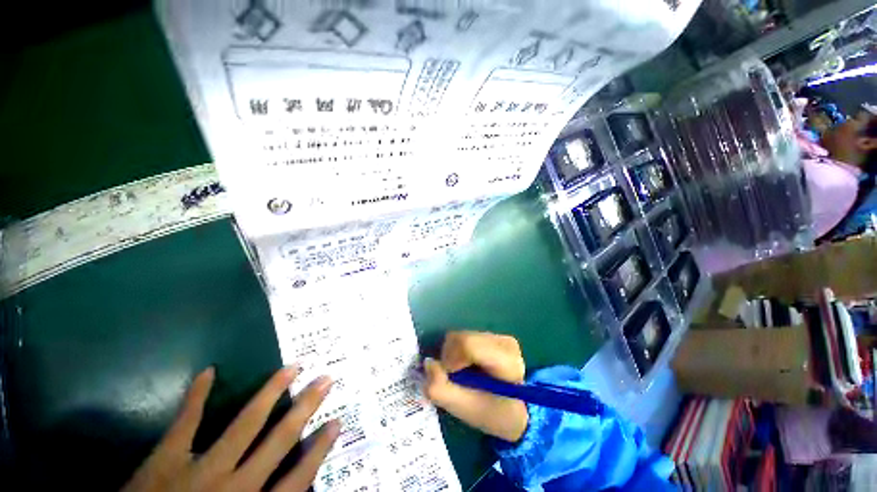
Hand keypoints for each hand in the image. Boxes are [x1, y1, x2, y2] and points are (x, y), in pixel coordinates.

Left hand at [123, 366, 338, 491]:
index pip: (298, 478)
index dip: (320, 448)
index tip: (337, 421)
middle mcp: (233, 487)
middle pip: (279, 441)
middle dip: (305, 407)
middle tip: (326, 378)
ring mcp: (198, 470)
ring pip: (244, 425)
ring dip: (269, 394)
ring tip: (291, 368)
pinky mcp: (165, 461)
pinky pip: (184, 423)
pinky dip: (196, 397)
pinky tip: (209, 371)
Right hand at [424, 331, 528, 441]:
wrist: (515, 410)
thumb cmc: (493, 413)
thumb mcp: (466, 411)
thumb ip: (441, 390)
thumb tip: (428, 363)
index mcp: (506, 362)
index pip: (469, 345)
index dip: (451, 359)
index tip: (450, 376)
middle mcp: (504, 342)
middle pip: (462, 337)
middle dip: (450, 357)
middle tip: (454, 378)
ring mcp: (499, 336)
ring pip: (461, 335)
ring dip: (453, 355)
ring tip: (463, 374)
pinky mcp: (492, 335)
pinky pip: (464, 336)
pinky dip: (458, 351)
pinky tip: (468, 366)